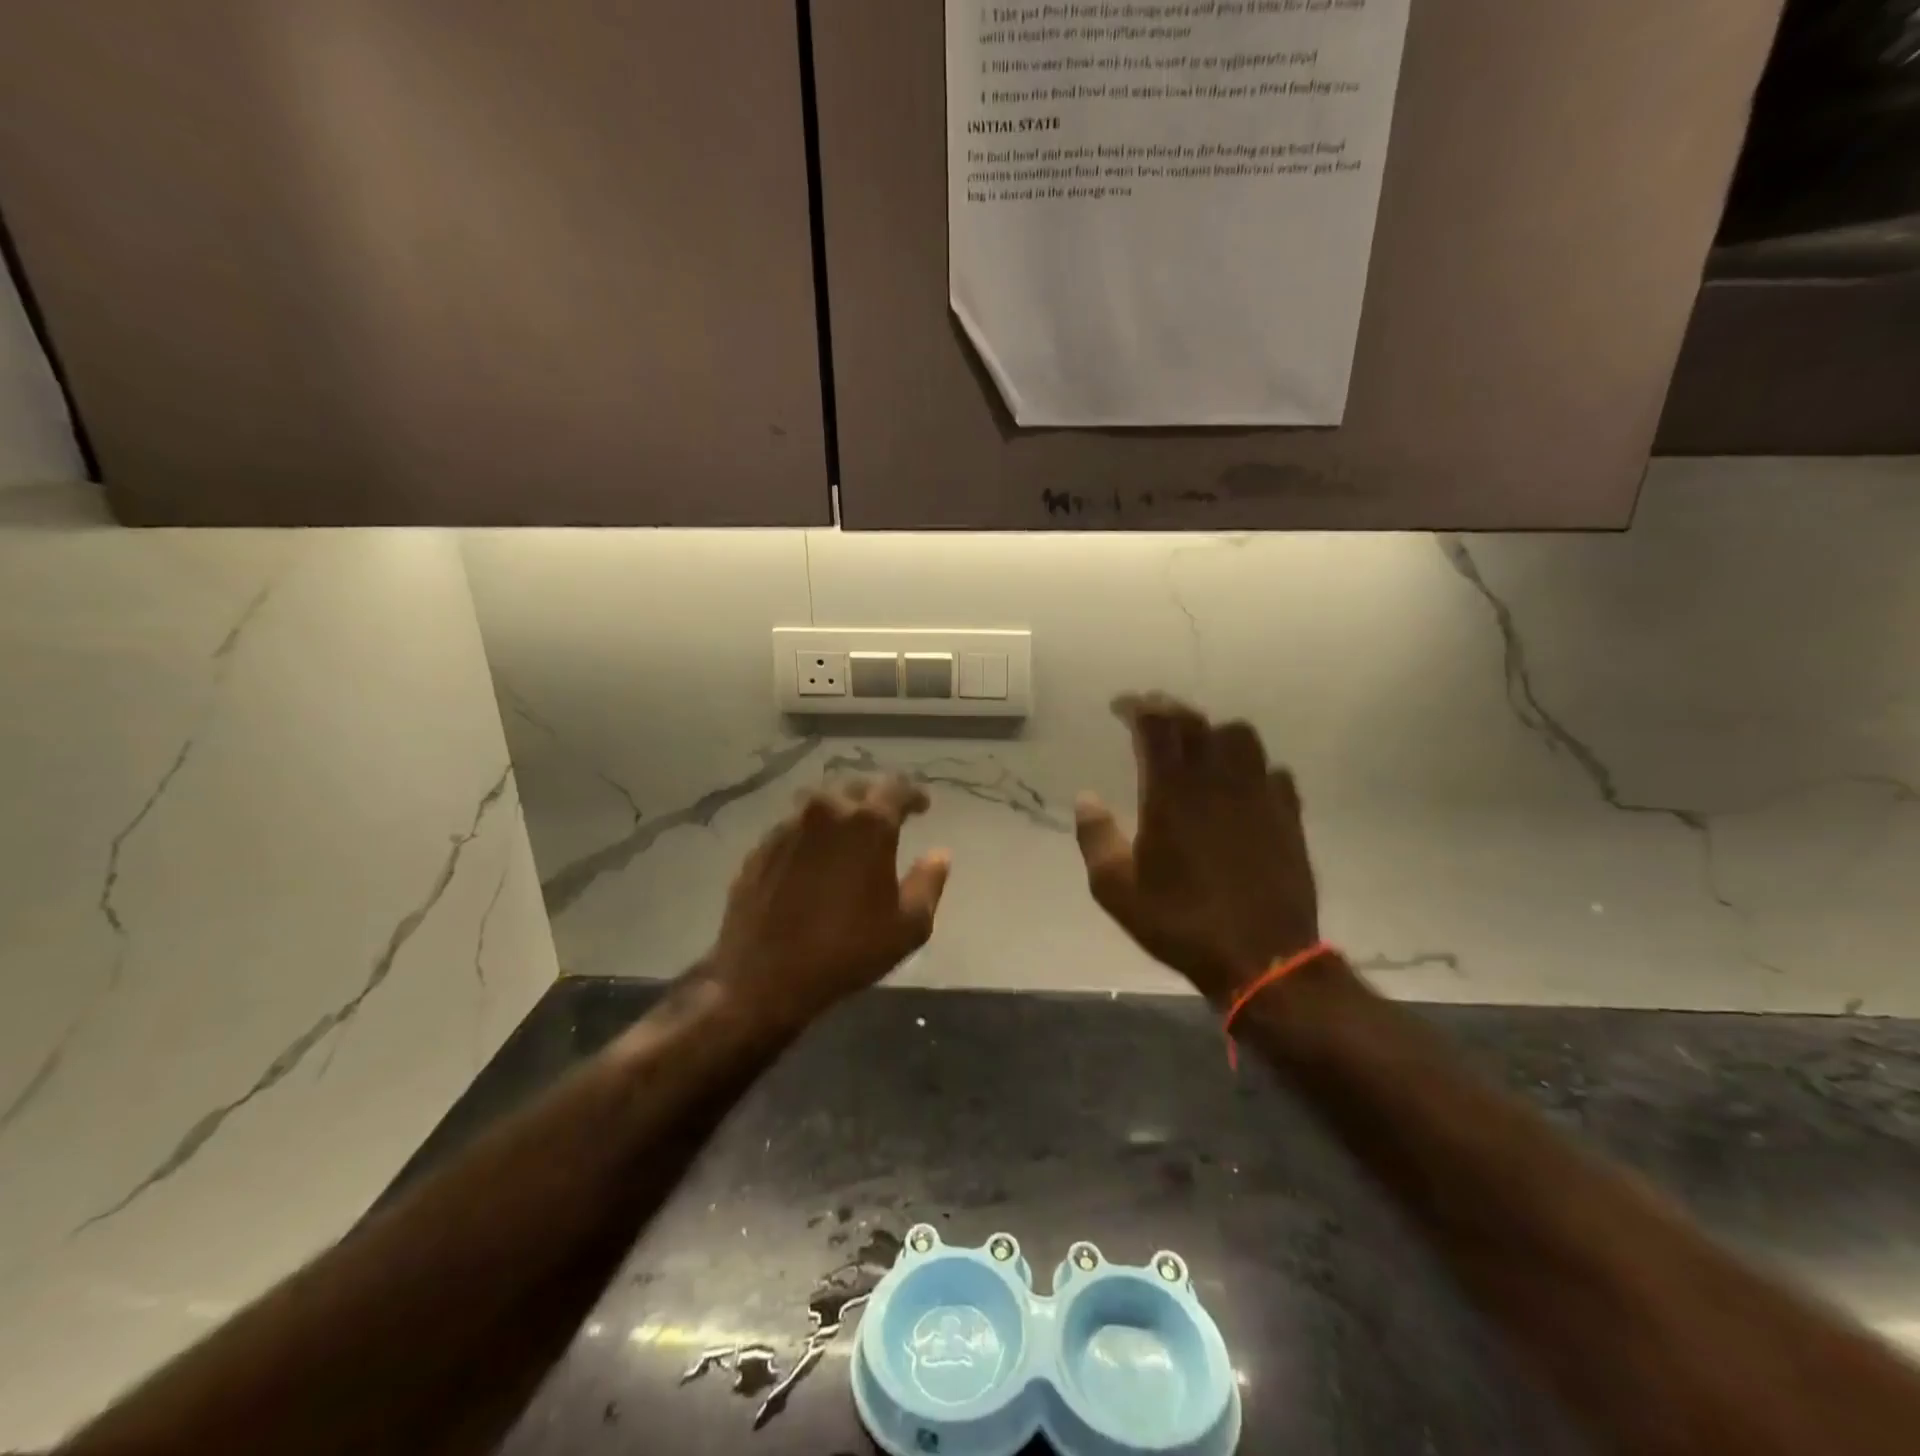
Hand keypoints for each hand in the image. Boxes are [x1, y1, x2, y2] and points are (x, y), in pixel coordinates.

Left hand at [706, 775, 950, 1028]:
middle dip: (875, 796)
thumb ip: (928, 882)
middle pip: (856, 786)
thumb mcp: (907, 926)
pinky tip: (815, 855)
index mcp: (868, 823)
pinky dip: (812, 832)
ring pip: (821, 802)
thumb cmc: (846, 950)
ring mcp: (788, 826)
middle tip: (887, 815)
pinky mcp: (762, 846)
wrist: (762, 975)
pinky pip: (795, 825)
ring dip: (841, 809)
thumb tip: (940, 854)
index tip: (923, 806)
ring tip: (850, 830)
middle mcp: (826, 811)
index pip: (896, 787)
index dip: (913, 794)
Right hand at [1074, 693, 1319, 1004]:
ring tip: (1199, 747)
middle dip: (1169, 710)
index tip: (1120, 707)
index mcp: (1171, 791)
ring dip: (1214, 732)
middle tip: (1152, 717)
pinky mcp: (1288, 814)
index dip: (1136, 707)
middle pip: (1195, 721)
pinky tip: (1242, 786)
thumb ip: (1095, 836)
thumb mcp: (1116, 888)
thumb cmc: (1180, 921)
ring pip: (1241, 736)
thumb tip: (1085, 797)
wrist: (1262, 957)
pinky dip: (1252, 768)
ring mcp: (1258, 793)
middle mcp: (1216, 779)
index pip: (1155, 724)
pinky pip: (1273, 771)